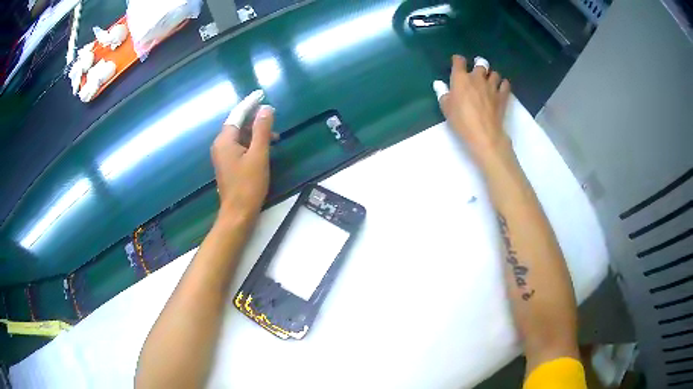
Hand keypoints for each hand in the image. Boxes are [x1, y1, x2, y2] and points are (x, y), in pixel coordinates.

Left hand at [211, 105, 273, 223]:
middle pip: (238, 124)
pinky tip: (264, 148)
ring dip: (255, 133)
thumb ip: (262, 130)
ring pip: (240, 136)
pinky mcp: (228, 164)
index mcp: (225, 140)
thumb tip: (266, 109)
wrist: (238, 214)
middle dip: (255, 119)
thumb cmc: (248, 185)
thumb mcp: (259, 155)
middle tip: (272, 117)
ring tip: (274, 136)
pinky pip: (240, 146)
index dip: (250, 103)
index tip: (261, 93)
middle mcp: (220, 145)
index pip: (238, 114)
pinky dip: (252, 143)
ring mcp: (223, 156)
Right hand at [437, 55, 512, 165]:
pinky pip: (505, 84)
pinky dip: (503, 84)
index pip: (459, 61)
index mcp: (461, 78)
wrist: (483, 133)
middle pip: (480, 64)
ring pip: (494, 73)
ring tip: (489, 81)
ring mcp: (491, 86)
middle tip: (477, 71)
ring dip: (491, 75)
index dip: (458, 60)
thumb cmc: (461, 121)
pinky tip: (501, 88)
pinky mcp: (502, 96)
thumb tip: (439, 84)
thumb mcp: (446, 108)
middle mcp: (477, 78)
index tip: (457, 63)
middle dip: (479, 65)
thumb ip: (443, 93)